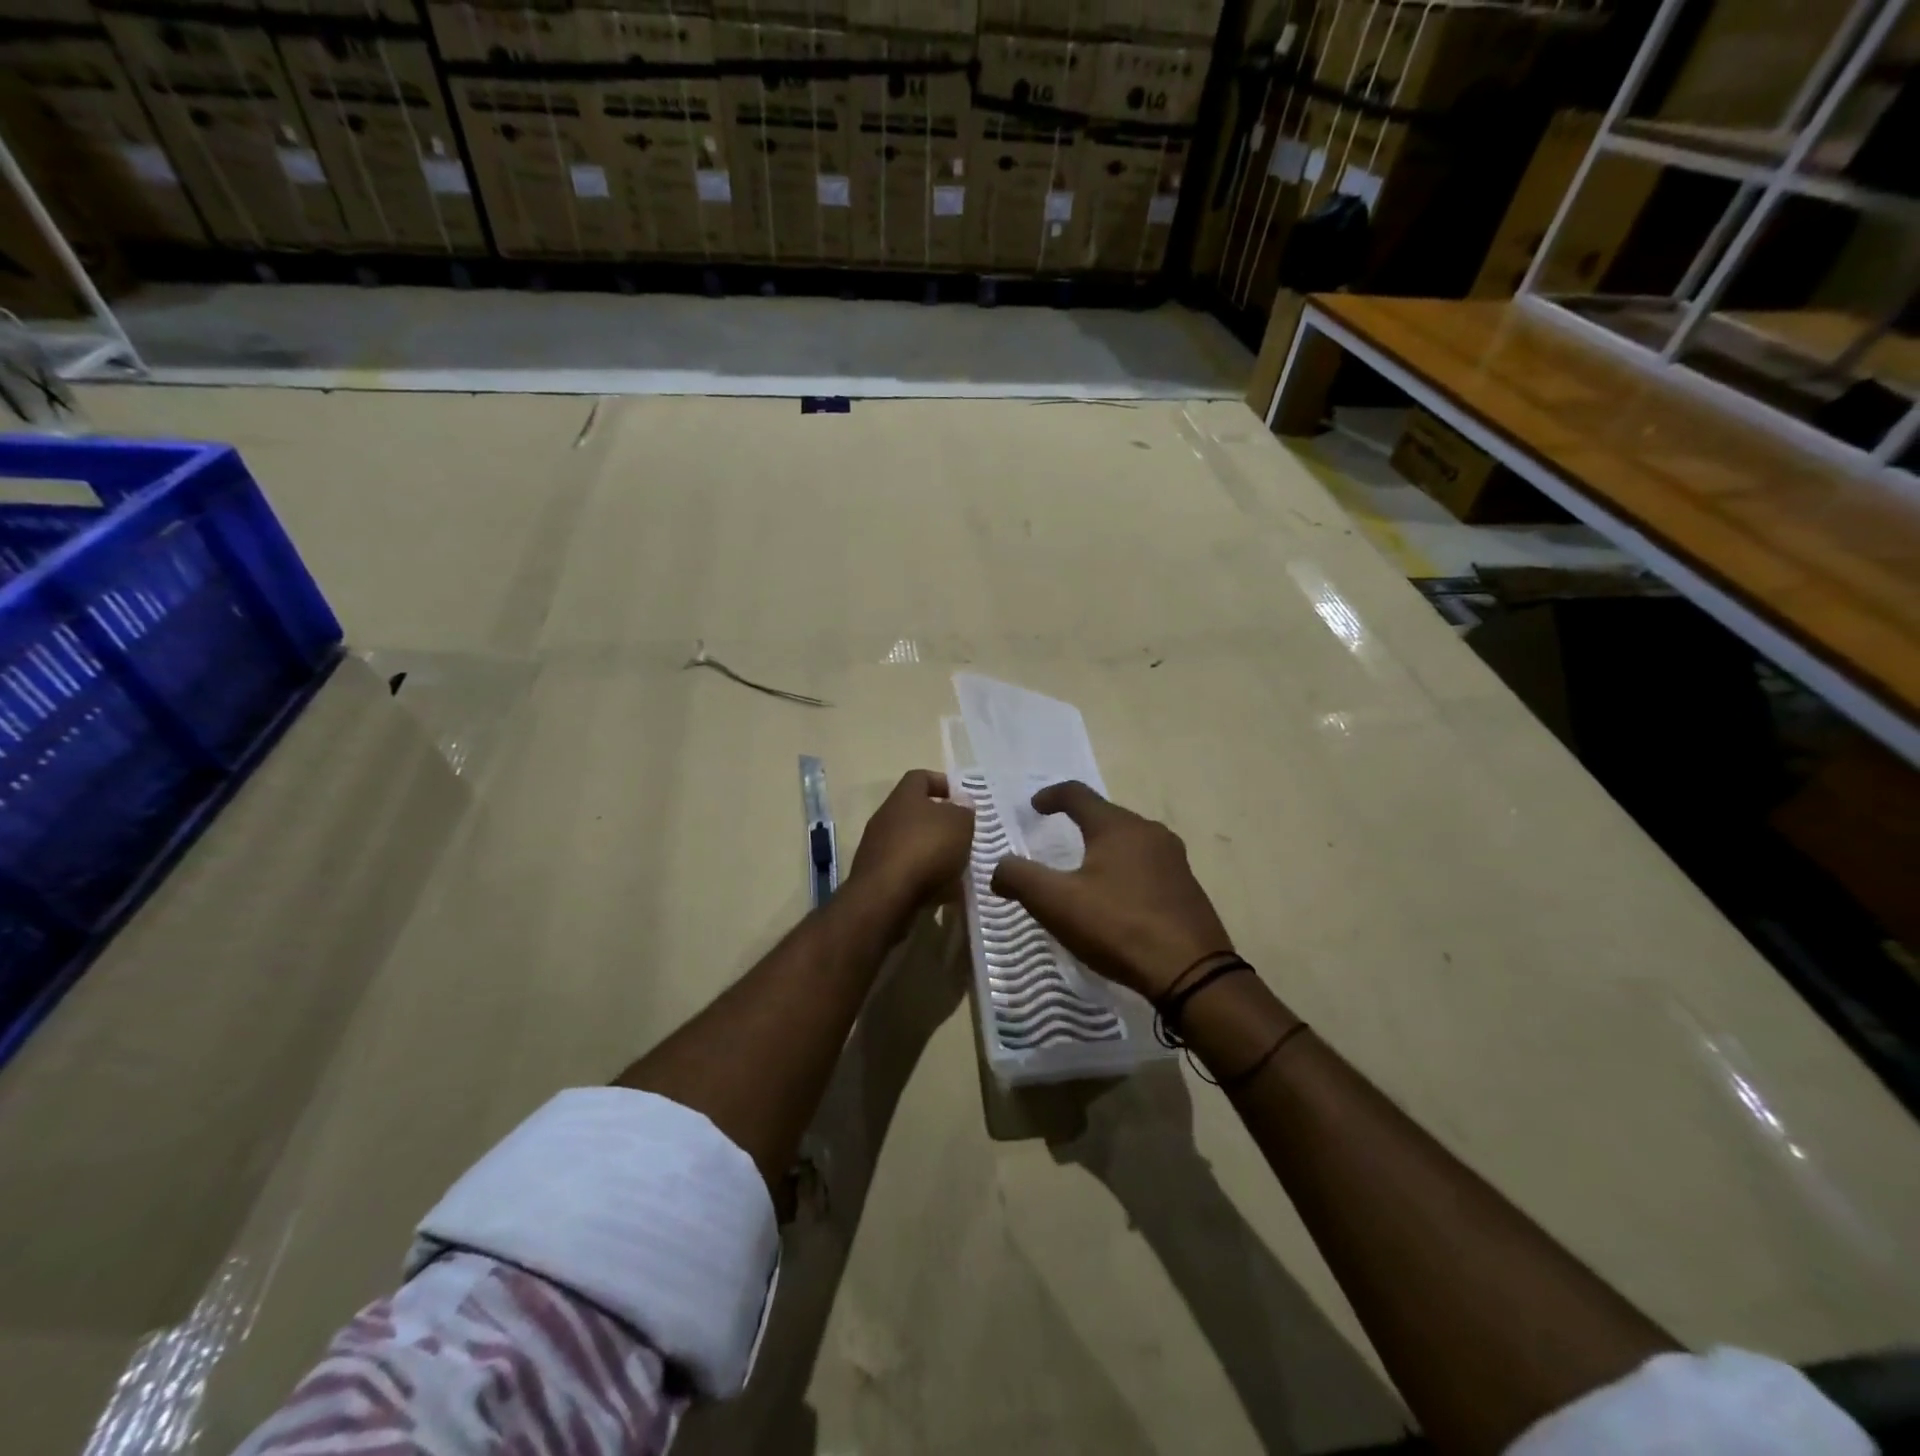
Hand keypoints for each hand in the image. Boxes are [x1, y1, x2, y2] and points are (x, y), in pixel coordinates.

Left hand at [850, 769, 974, 911]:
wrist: (885, 897)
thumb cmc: (926, 849)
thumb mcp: (959, 824)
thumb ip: (963, 810)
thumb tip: (961, 803)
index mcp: (904, 796)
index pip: (920, 777)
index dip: (942, 783)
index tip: (962, 799)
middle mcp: (885, 817)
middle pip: (916, 812)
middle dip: (941, 823)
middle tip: (964, 835)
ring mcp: (877, 847)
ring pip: (912, 842)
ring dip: (934, 852)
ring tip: (958, 867)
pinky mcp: (876, 876)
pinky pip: (905, 869)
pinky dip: (923, 876)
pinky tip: (942, 891)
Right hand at [991, 782, 1232, 1000]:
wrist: (1191, 973)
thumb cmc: (1118, 927)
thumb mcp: (1056, 903)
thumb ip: (1019, 877)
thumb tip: (998, 868)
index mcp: (1117, 826)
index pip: (1078, 794)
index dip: (1051, 796)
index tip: (1034, 807)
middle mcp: (1149, 832)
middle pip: (1106, 816)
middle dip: (1078, 823)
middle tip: (1055, 839)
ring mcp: (1174, 860)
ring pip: (1129, 841)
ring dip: (1103, 848)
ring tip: (1084, 870)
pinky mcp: (1186, 887)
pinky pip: (1147, 866)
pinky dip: (1124, 871)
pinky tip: (1116, 899)